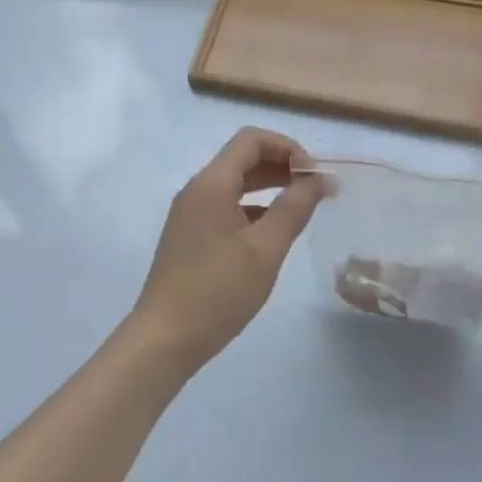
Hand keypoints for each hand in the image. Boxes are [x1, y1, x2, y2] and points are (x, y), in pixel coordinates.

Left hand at [128, 128, 326, 375]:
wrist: (163, 341)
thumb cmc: (217, 292)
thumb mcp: (265, 250)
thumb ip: (294, 208)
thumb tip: (318, 179)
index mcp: (212, 183)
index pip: (252, 140)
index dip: (287, 147)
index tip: (314, 173)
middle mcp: (197, 189)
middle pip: (243, 158)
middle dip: (282, 165)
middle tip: (316, 188)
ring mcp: (190, 212)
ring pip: (235, 182)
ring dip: (269, 185)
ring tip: (302, 205)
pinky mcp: (190, 234)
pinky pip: (226, 205)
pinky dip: (254, 207)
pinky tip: (273, 230)